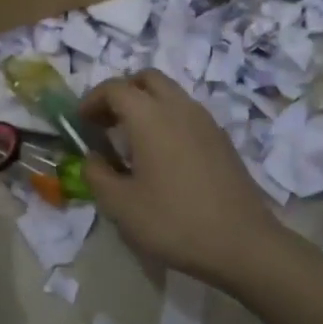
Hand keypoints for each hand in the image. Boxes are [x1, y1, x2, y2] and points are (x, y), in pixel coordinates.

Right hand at [82, 69, 280, 282]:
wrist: (242, 244)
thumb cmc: (173, 221)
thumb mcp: (119, 204)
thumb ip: (96, 174)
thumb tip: (92, 158)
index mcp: (150, 117)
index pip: (114, 88)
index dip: (91, 101)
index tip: (80, 123)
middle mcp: (179, 108)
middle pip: (146, 79)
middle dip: (121, 93)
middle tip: (106, 122)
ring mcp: (206, 122)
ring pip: (170, 94)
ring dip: (146, 105)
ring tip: (131, 141)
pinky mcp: (221, 140)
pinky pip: (187, 114)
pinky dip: (167, 120)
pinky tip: (162, 157)